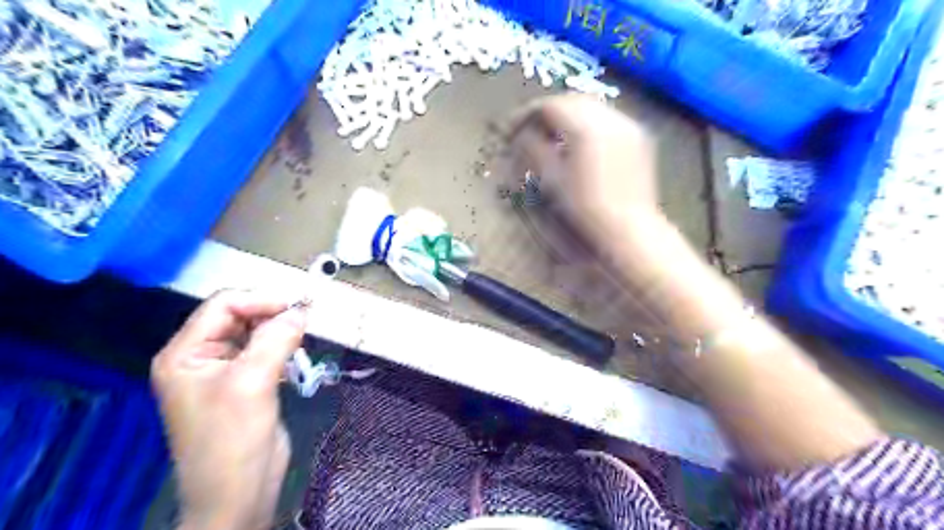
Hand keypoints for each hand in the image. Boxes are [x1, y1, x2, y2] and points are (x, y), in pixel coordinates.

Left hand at [151, 291, 305, 529]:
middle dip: (272, 315)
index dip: (260, 300)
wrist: (239, 493)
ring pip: (255, 333)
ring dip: (280, 331)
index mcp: (185, 354)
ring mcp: (223, 370)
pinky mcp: (245, 383)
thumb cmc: (234, 439)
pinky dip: (283, 347)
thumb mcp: (252, 383)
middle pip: (239, 316)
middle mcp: (200, 357)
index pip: (222, 306)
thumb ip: (275, 340)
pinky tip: (296, 355)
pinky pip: (264, 351)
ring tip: (303, 338)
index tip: (297, 309)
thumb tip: (301, 310)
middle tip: (305, 321)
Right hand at [508, 93, 662, 252]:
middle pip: (572, 100)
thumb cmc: (585, 207)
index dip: (527, 114)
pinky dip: (590, 123)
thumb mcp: (552, 179)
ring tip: (554, 136)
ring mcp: (628, 125)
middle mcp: (609, 116)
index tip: (512, 129)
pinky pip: (609, 119)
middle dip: (549, 111)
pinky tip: (582, 143)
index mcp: (585, 126)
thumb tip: (522, 135)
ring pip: (592, 107)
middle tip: (531, 129)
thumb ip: (534, 150)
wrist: (628, 227)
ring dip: (570, 115)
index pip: (549, 105)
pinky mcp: (639, 137)